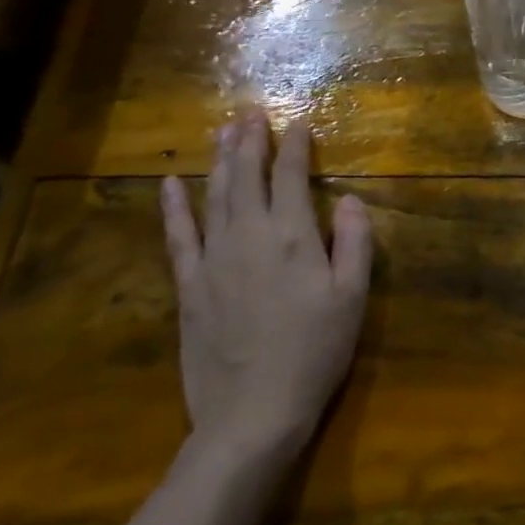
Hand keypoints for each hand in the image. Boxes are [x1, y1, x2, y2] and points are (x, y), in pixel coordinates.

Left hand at [160, 113, 372, 466]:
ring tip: (222, 131)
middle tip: (249, 112)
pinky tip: (169, 183)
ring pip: (214, 196)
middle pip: (246, 176)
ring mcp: (213, 260)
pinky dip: (173, 207)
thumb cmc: (316, 352)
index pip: (291, 176)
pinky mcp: (189, 286)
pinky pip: (178, 236)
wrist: (253, 412)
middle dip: (250, 141)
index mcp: (293, 237)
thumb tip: (348, 198)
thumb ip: (354, 242)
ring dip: (218, 160)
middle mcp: (248, 236)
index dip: (295, 146)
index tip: (298, 122)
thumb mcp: (353, 297)